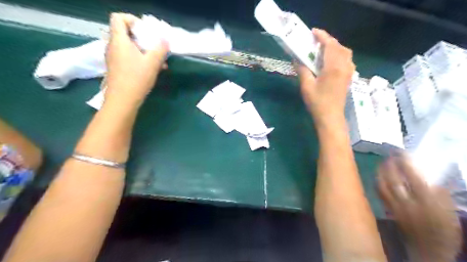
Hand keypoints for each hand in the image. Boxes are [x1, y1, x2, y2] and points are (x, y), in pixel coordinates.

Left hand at [104, 12, 168, 106]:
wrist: (122, 100)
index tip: (146, 30)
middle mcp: (113, 46)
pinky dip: (140, 58)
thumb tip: (165, 40)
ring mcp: (114, 58)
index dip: (132, 19)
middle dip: (143, 37)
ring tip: (159, 60)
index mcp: (119, 41)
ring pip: (129, 47)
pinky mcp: (117, 68)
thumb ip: (160, 49)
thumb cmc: (136, 79)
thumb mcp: (152, 63)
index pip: (118, 18)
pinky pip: (128, 57)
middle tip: (155, 46)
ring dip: (144, 50)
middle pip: (126, 33)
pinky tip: (153, 69)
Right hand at [299, 29, 354, 123]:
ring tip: (322, 50)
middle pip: (339, 46)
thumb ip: (302, 70)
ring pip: (345, 52)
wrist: (331, 117)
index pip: (330, 45)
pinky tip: (331, 60)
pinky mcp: (349, 77)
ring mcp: (349, 72)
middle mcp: (344, 66)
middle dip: (328, 40)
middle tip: (315, 41)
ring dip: (335, 47)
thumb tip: (297, 59)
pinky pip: (347, 59)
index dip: (322, 36)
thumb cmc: (317, 102)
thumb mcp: (306, 86)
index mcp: (333, 67)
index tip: (313, 32)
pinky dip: (339, 54)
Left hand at [377, 154, 459, 261]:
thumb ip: (439, 192)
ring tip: (381, 163)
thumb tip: (427, 176)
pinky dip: (377, 183)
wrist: (430, 250)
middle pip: (393, 179)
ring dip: (380, 172)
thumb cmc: (443, 229)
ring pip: (382, 185)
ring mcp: (395, 207)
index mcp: (426, 201)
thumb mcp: (448, 210)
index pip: (412, 176)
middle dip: (389, 165)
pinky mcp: (388, 211)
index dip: (404, 162)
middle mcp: (407, 202)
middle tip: (388, 155)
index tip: (400, 152)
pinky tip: (377, 177)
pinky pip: (380, 194)